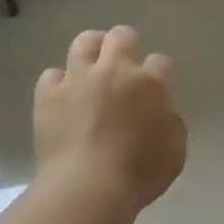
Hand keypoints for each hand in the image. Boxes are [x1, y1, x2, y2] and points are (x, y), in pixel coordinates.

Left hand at [35, 26, 186, 213]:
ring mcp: (78, 79)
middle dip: (126, 43)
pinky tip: (64, 95)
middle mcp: (114, 71)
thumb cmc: (140, 173)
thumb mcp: (175, 151)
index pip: (160, 61)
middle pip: (121, 37)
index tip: (157, 85)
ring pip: (84, 42)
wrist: (89, 186)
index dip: (159, 71)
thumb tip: (162, 114)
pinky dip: (59, 82)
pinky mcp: (48, 95)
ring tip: (93, 62)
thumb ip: (171, 124)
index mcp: (150, 84)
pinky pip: (52, 75)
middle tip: (124, 62)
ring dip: (92, 48)